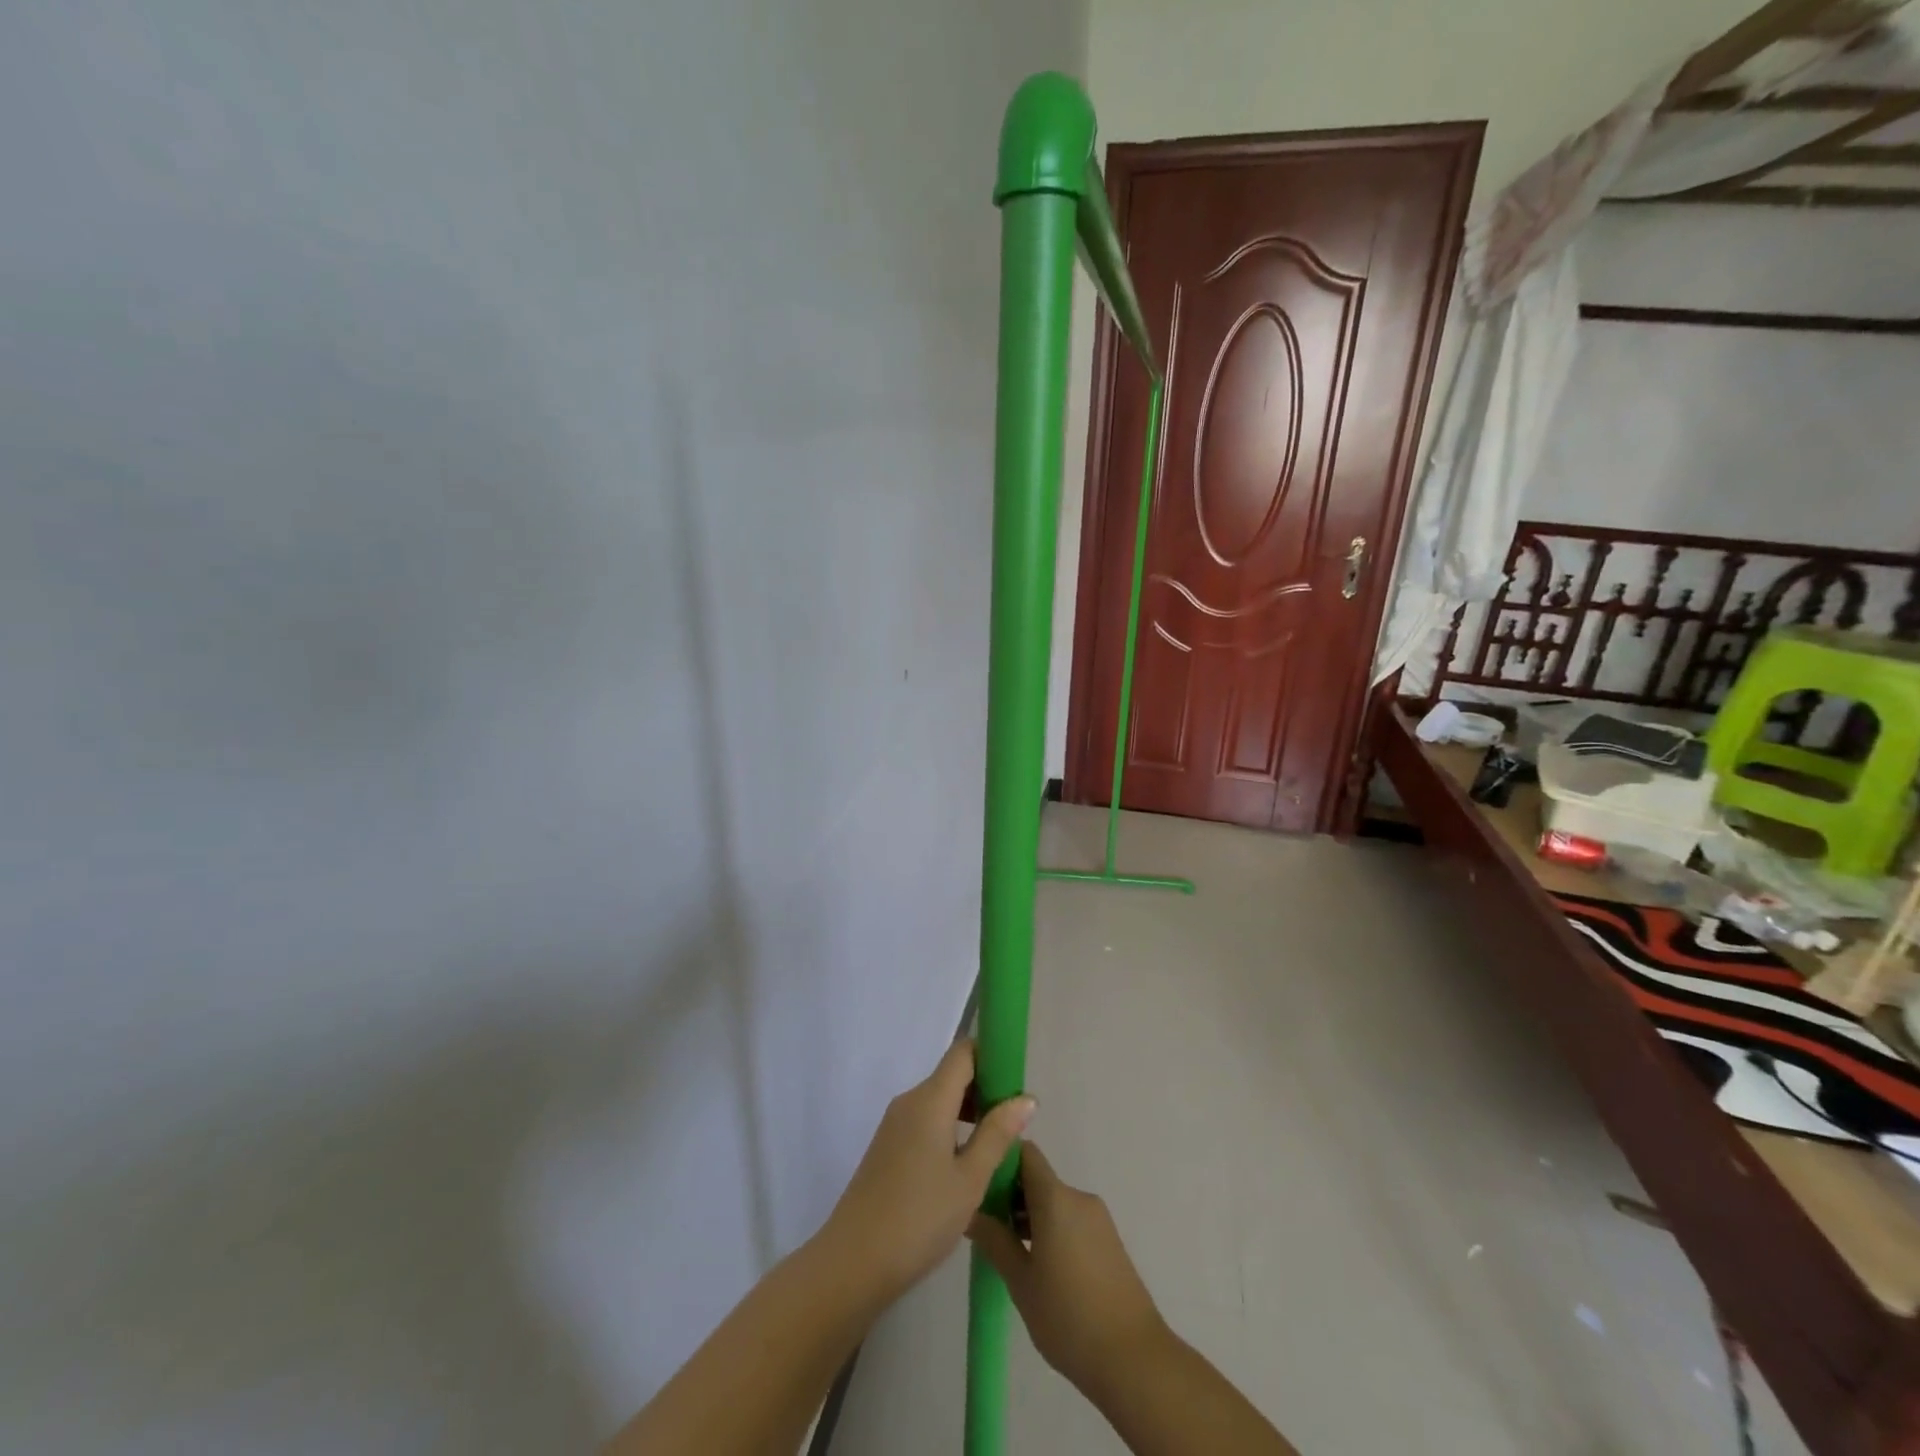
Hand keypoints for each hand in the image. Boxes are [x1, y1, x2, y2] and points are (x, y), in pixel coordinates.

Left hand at [821, 1039, 1035, 1300]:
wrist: (852, 1263)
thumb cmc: (919, 1218)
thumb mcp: (970, 1180)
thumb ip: (998, 1134)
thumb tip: (1026, 1098)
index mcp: (930, 1099)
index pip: (964, 1052)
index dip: (992, 1056)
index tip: (1017, 1082)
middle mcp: (910, 1101)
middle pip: (953, 1075)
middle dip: (986, 1089)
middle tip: (1015, 1124)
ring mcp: (895, 1124)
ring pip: (940, 1100)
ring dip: (969, 1112)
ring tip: (997, 1148)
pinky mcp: (888, 1146)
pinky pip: (926, 1121)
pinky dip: (950, 1129)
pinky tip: (965, 1165)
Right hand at [967, 1143, 1169, 1401]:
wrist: (1134, 1359)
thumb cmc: (1068, 1317)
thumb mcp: (1020, 1281)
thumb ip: (994, 1240)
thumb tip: (969, 1211)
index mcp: (1056, 1197)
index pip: (1025, 1153)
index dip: (1000, 1161)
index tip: (980, 1185)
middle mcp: (1078, 1197)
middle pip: (1038, 1179)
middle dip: (1011, 1195)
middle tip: (987, 1227)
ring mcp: (1098, 1219)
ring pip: (1054, 1202)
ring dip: (1030, 1217)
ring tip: (1008, 1251)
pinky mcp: (1109, 1241)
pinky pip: (1071, 1220)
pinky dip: (1051, 1230)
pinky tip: (1040, 1267)